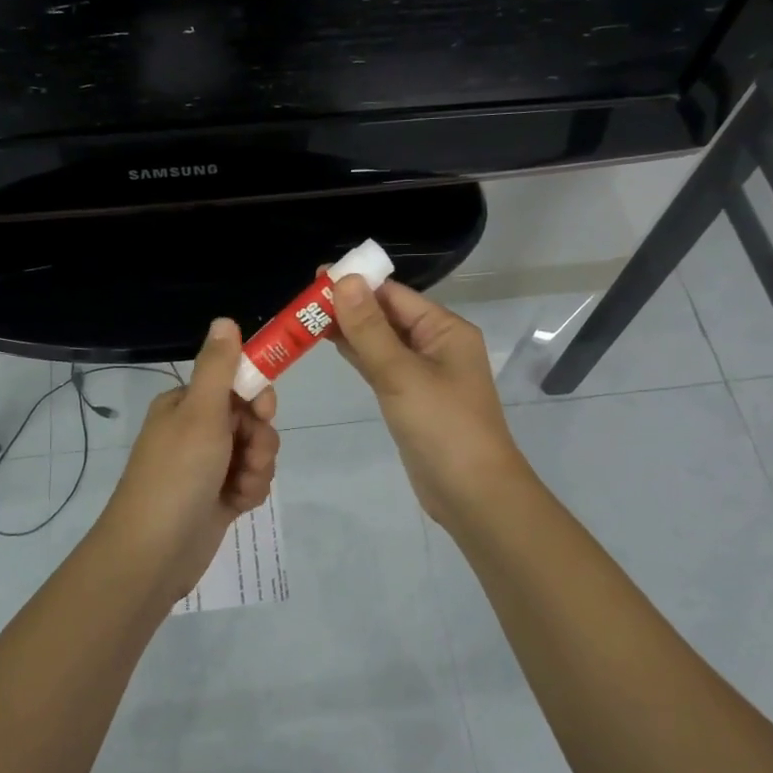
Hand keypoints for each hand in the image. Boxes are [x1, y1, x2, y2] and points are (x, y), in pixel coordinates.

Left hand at [96, 318, 279, 601]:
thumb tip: (225, 320)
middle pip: (252, 419)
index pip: (236, 383)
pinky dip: (249, 491)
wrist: (153, 552)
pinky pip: (250, 481)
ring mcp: (207, 465)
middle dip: (259, 440)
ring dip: (257, 468)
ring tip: (237, 488)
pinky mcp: (218, 496)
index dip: (257, 397)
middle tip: (247, 456)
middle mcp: (196, 430)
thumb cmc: (177, 474)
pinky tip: (236, 505)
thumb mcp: (200, 413)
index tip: (263, 412)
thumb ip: (218, 367)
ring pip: (256, 452)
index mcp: (186, 404)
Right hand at [330, 275, 529, 527]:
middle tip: (301, 301)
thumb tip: (343, 279)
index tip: (314, 279)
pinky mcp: (412, 399)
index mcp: (445, 330)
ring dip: (350, 330)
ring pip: (382, 342)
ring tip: (306, 318)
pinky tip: (332, 345)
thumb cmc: (442, 426)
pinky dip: (359, 355)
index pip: (394, 295)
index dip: (356, 284)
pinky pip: (382, 367)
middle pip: (387, 315)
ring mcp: (424, 374)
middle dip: (349, 306)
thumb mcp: (401, 373)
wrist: (472, 493)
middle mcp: (437, 345)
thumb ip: (369, 328)